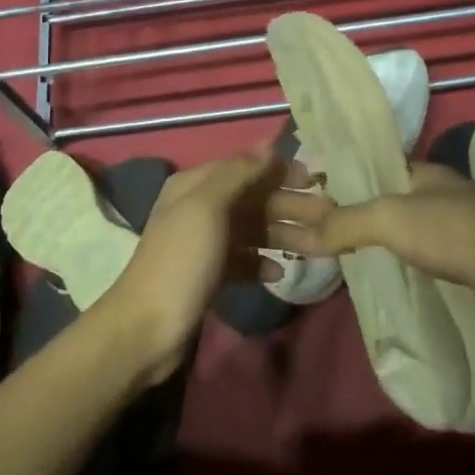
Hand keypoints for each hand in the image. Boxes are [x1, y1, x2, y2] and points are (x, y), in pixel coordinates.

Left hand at [94, 146, 311, 381]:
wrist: (147, 328)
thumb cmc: (181, 261)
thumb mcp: (207, 207)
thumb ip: (238, 173)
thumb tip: (269, 147)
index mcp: (195, 185)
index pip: (245, 166)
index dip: (279, 170)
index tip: (315, 179)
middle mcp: (199, 208)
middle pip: (252, 199)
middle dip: (288, 205)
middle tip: (327, 216)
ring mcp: (204, 243)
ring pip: (252, 230)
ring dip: (282, 234)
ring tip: (317, 247)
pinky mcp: (209, 275)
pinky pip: (243, 260)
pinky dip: (262, 262)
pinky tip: (279, 272)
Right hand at [275, 163, 474, 331]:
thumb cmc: (451, 230)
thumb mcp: (387, 219)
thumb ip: (343, 224)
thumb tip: (296, 236)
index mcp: (422, 172)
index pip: (372, 171)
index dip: (341, 182)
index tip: (309, 201)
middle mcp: (439, 195)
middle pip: (389, 202)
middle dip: (357, 216)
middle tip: (319, 237)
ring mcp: (458, 230)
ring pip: (407, 232)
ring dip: (380, 243)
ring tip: (343, 259)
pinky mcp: (470, 264)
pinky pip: (425, 260)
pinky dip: (403, 266)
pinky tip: (386, 279)